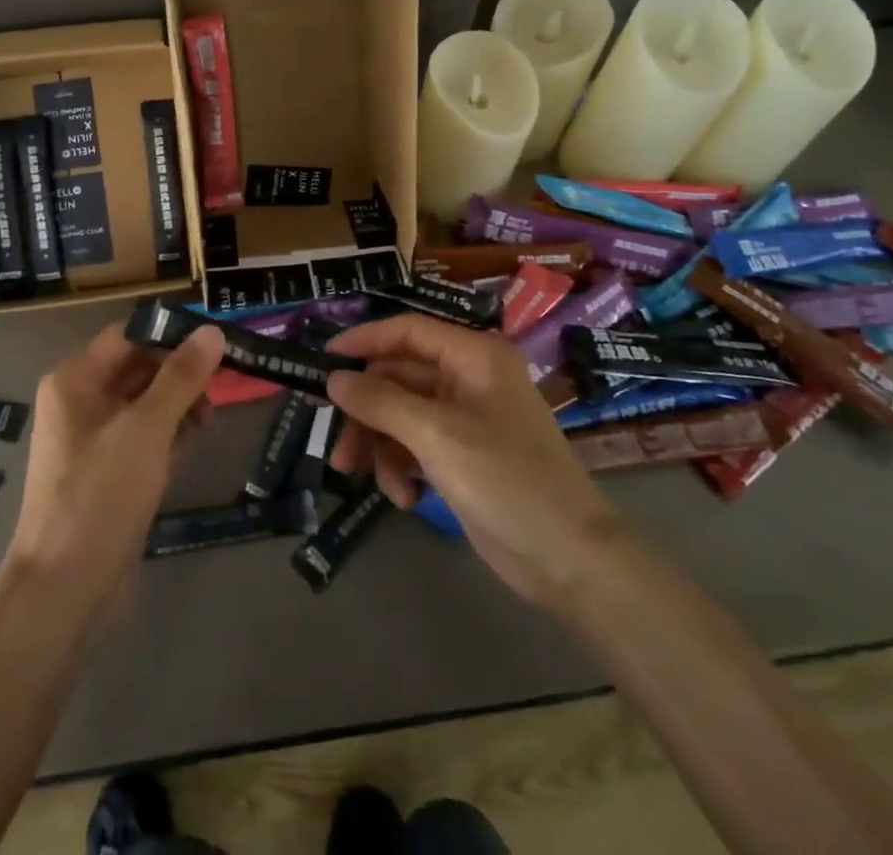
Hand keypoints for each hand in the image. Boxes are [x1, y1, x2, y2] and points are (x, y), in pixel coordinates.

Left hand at [6, 320, 222, 606]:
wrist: (64, 587)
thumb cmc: (101, 495)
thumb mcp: (147, 429)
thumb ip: (181, 377)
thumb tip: (212, 331)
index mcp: (76, 379)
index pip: (129, 335)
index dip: (172, 335)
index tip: (216, 344)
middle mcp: (79, 400)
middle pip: (138, 367)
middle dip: (179, 373)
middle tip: (221, 385)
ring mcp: (91, 437)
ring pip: (144, 402)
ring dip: (178, 404)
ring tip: (209, 421)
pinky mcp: (106, 469)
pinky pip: (141, 434)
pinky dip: (168, 432)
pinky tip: (194, 442)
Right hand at [325, 314, 619, 608]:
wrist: (570, 561)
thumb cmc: (506, 480)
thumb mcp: (435, 436)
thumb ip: (380, 401)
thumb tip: (334, 378)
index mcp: (473, 357)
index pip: (407, 331)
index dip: (363, 341)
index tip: (322, 360)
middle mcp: (468, 379)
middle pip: (397, 378)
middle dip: (365, 412)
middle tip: (336, 445)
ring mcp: (465, 419)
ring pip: (400, 414)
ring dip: (377, 444)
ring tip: (361, 477)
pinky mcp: (462, 455)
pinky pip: (414, 445)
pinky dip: (401, 467)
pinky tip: (404, 498)